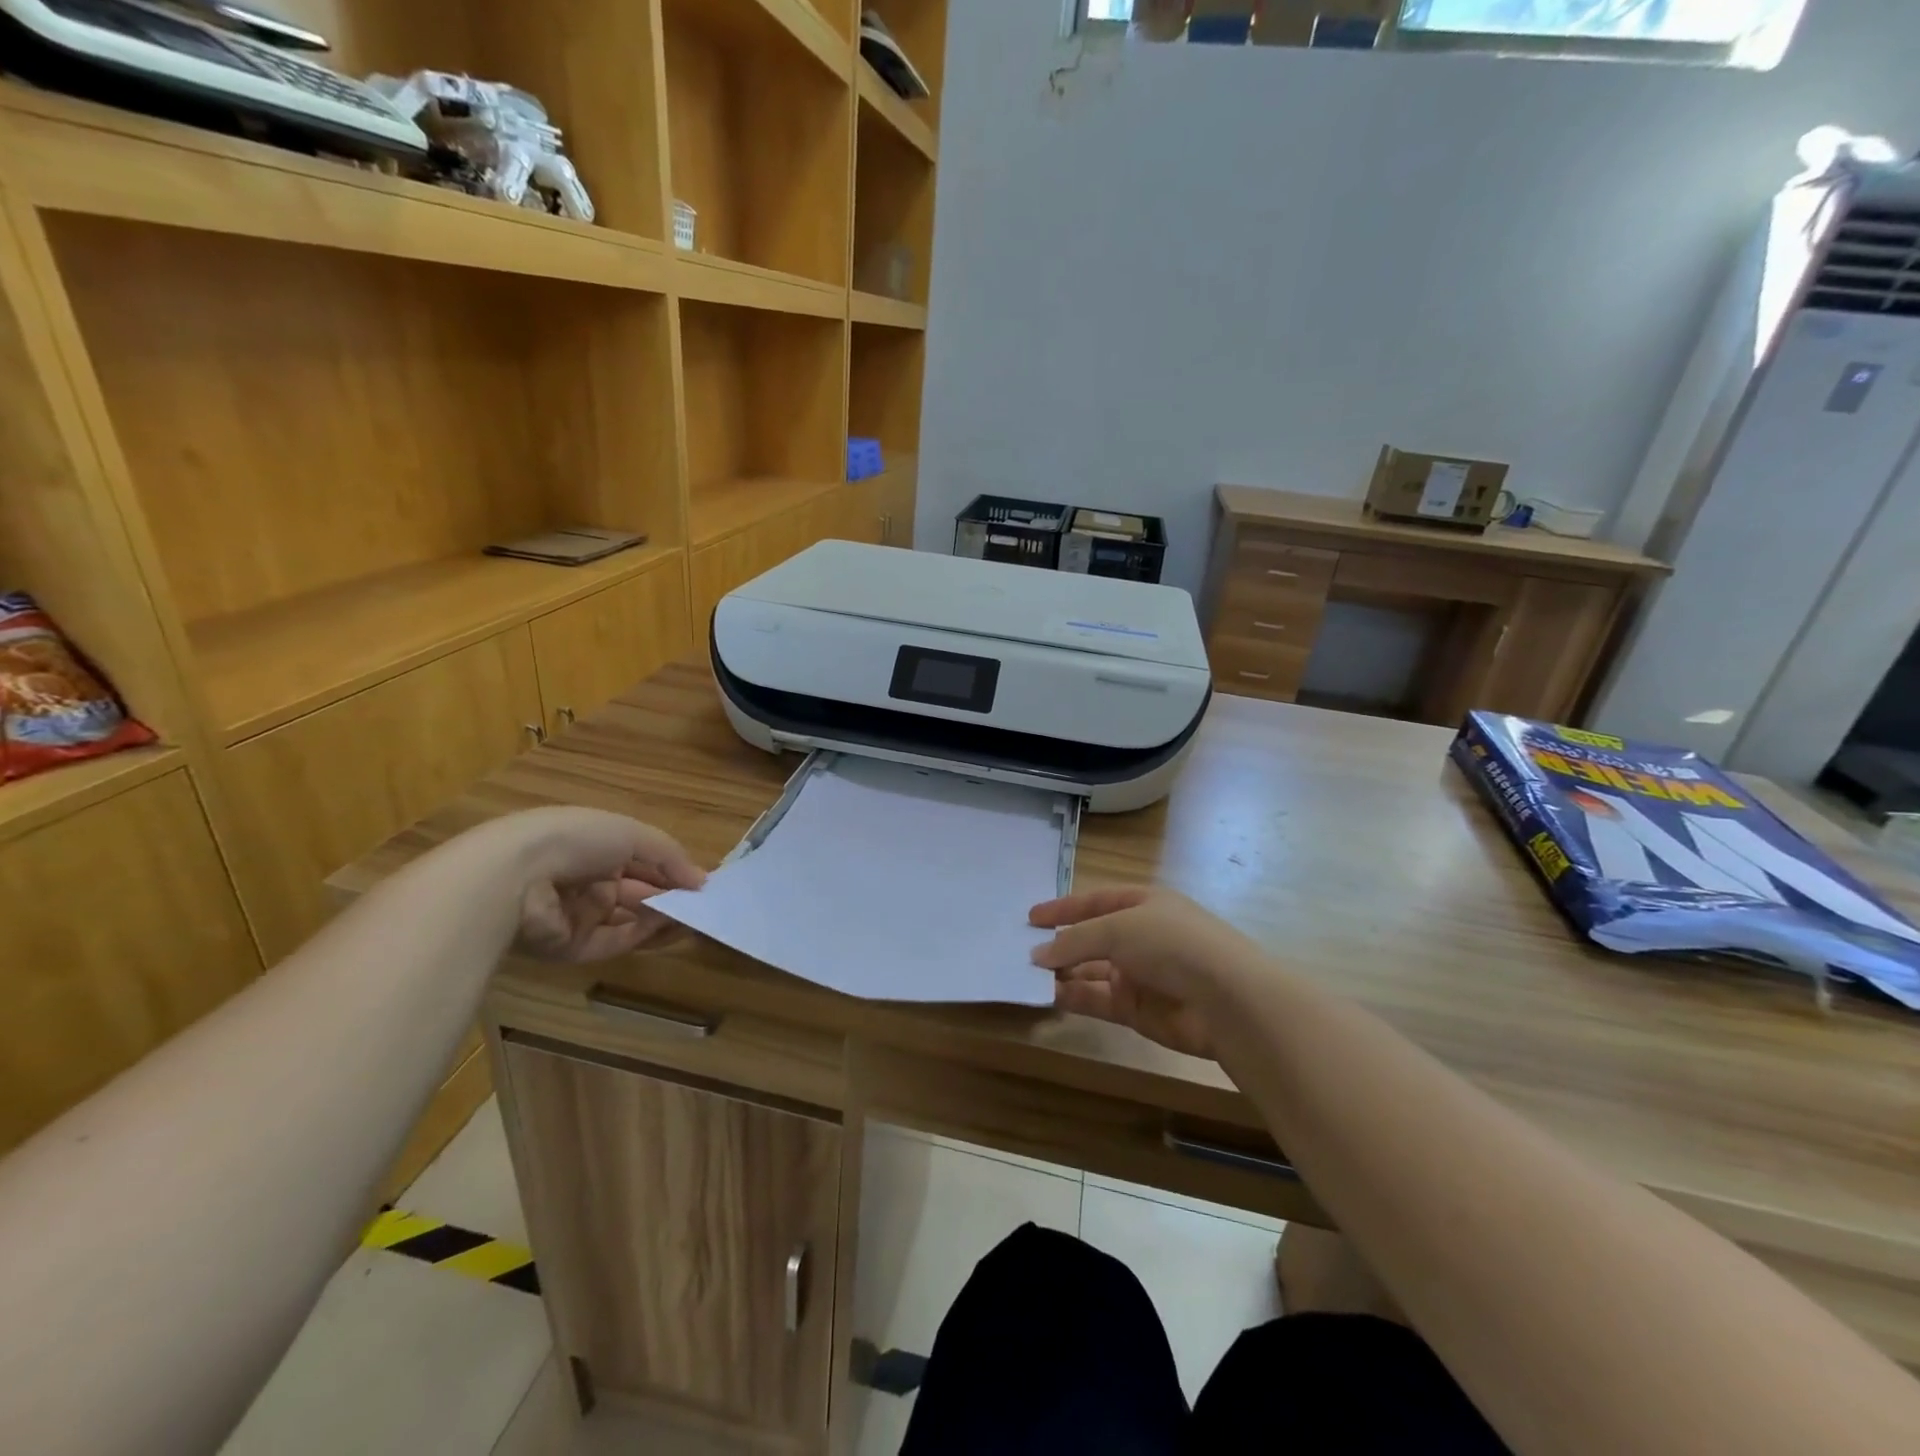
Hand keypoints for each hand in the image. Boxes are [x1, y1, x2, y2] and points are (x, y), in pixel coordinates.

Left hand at [496, 807, 706, 961]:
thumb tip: (702, 880)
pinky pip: (614, 940)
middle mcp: (588, 880)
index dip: (672, 871)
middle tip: (703, 906)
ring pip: (630, 919)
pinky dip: (641, 934)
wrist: (516, 875)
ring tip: (693, 919)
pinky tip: (666, 927)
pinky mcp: (572, 945)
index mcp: (598, 847)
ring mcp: (579, 914)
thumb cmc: (578, 839)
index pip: (643, 862)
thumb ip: (670, 857)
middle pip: (638, 893)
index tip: (700, 883)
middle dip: (670, 898)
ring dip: (661, 918)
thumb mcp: (633, 834)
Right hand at [1029, 887, 1259, 1059]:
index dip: (1063, 908)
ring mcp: (1139, 974)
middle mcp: (1141, 937)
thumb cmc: (1172, 944)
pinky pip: (1097, 1000)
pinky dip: (1074, 997)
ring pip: (1091, 971)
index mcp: (1143, 904)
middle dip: (1059, 944)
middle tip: (1022, 950)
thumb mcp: (1118, 928)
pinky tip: (1048, 996)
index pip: (1095, 902)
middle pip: (1091, 938)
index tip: (1030, 917)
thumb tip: (1037, 954)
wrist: (1226, 1000)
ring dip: (1062, 972)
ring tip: (1027, 974)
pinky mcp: (1137, 1010)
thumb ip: (1074, 940)